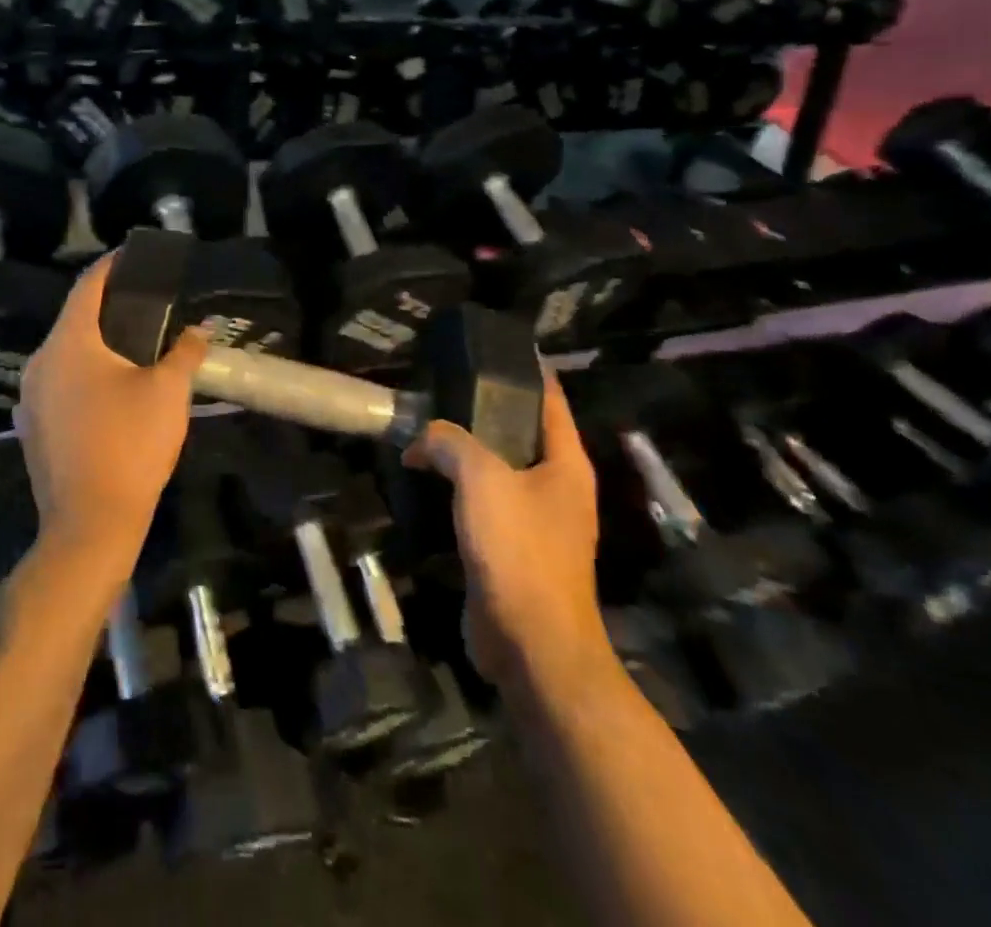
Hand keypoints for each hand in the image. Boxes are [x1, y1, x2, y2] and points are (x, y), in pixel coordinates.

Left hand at [17, 254, 208, 557]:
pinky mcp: (31, 425)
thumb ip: (185, 352)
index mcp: (69, 343)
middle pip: (74, 318)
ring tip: (133, 344)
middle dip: (107, 307)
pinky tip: (110, 388)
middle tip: (145, 302)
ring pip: (65, 353)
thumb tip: (201, 329)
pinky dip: (83, 373)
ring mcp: (30, 396)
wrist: (90, 524)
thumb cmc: (130, 446)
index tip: (134, 256)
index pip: (88, 286)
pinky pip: (58, 382)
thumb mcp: (168, 392)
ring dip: (95, 343)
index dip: (112, 266)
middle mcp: (40, 361)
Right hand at [402, 369, 610, 690]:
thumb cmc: (519, 550)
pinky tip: (428, 477)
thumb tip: (423, 439)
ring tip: (429, 426)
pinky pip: (485, 501)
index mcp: (567, 464)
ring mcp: (538, 521)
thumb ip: (449, 442)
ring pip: (499, 469)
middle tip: (446, 385)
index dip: (530, 371)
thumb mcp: (481, 478)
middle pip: (523, 433)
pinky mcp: (513, 548)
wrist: (531, 643)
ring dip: (467, 450)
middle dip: (488, 410)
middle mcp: (558, 488)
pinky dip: (459, 485)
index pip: (551, 401)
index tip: (501, 346)